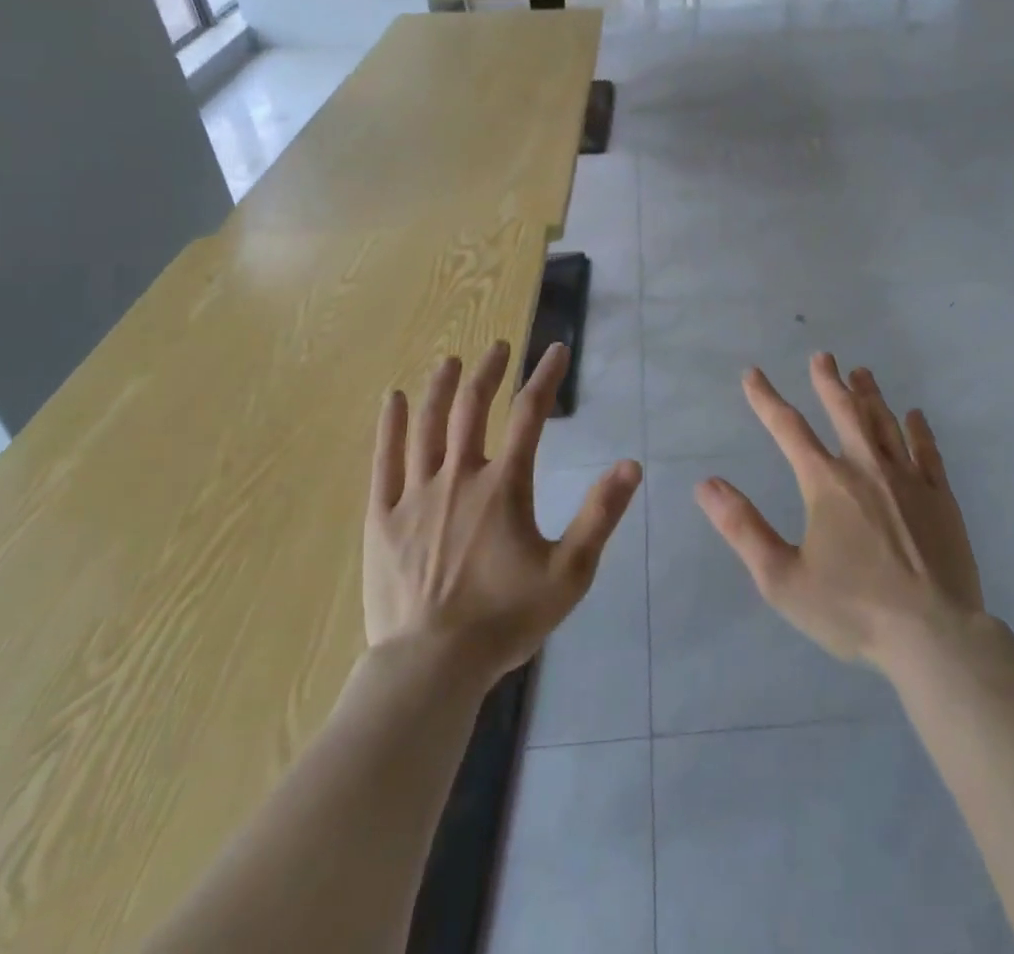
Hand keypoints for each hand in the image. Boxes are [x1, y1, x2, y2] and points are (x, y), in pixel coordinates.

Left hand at [365, 341, 641, 678]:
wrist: (431, 667)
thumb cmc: (505, 619)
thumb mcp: (569, 573)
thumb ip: (599, 515)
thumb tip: (631, 464)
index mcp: (503, 486)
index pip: (530, 415)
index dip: (545, 378)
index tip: (556, 350)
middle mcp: (459, 476)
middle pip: (473, 408)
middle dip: (489, 371)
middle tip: (500, 347)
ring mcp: (416, 495)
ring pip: (428, 425)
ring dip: (442, 387)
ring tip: (451, 361)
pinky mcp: (382, 517)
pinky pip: (385, 460)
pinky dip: (391, 425)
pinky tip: (395, 399)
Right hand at [696, 352, 983, 670]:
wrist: (934, 637)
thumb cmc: (852, 610)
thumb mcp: (782, 578)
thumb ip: (743, 528)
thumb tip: (706, 484)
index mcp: (826, 483)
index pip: (788, 428)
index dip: (766, 399)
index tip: (753, 375)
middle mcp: (867, 468)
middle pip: (845, 411)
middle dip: (829, 381)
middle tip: (822, 356)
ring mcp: (909, 480)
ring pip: (886, 423)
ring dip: (870, 395)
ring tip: (861, 372)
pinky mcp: (942, 498)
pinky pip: (928, 451)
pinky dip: (918, 429)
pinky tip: (914, 415)